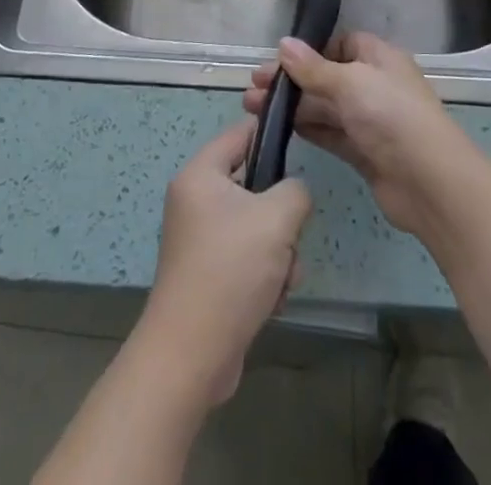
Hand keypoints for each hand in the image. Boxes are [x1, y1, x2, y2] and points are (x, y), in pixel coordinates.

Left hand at [136, 118, 311, 407]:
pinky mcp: (208, 275)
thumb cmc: (230, 270)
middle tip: (289, 234)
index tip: (300, 145)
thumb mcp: (276, 218)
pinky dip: (265, 275)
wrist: (191, 356)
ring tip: (281, 277)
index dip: (271, 134)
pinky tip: (271, 300)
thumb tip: (293, 194)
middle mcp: (195, 201)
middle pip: (253, 185)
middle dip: (280, 214)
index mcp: (200, 175)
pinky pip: (247, 258)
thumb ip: (295, 190)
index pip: (240, 134)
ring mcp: (199, 240)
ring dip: (278, 252)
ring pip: (256, 226)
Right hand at [243, 31, 475, 237]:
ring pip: (324, 107)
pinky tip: (278, 129)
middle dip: (292, 81)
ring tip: (251, 109)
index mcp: (378, 58)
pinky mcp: (364, 153)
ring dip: (292, 106)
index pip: (341, 44)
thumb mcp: (349, 83)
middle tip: (252, 87)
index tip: (279, 59)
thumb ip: (313, 68)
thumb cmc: (391, 116)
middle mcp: (374, 85)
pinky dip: (306, 129)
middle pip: (326, 77)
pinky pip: (329, 134)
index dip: (311, 49)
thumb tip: (283, 44)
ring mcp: (370, 121)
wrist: (429, 182)